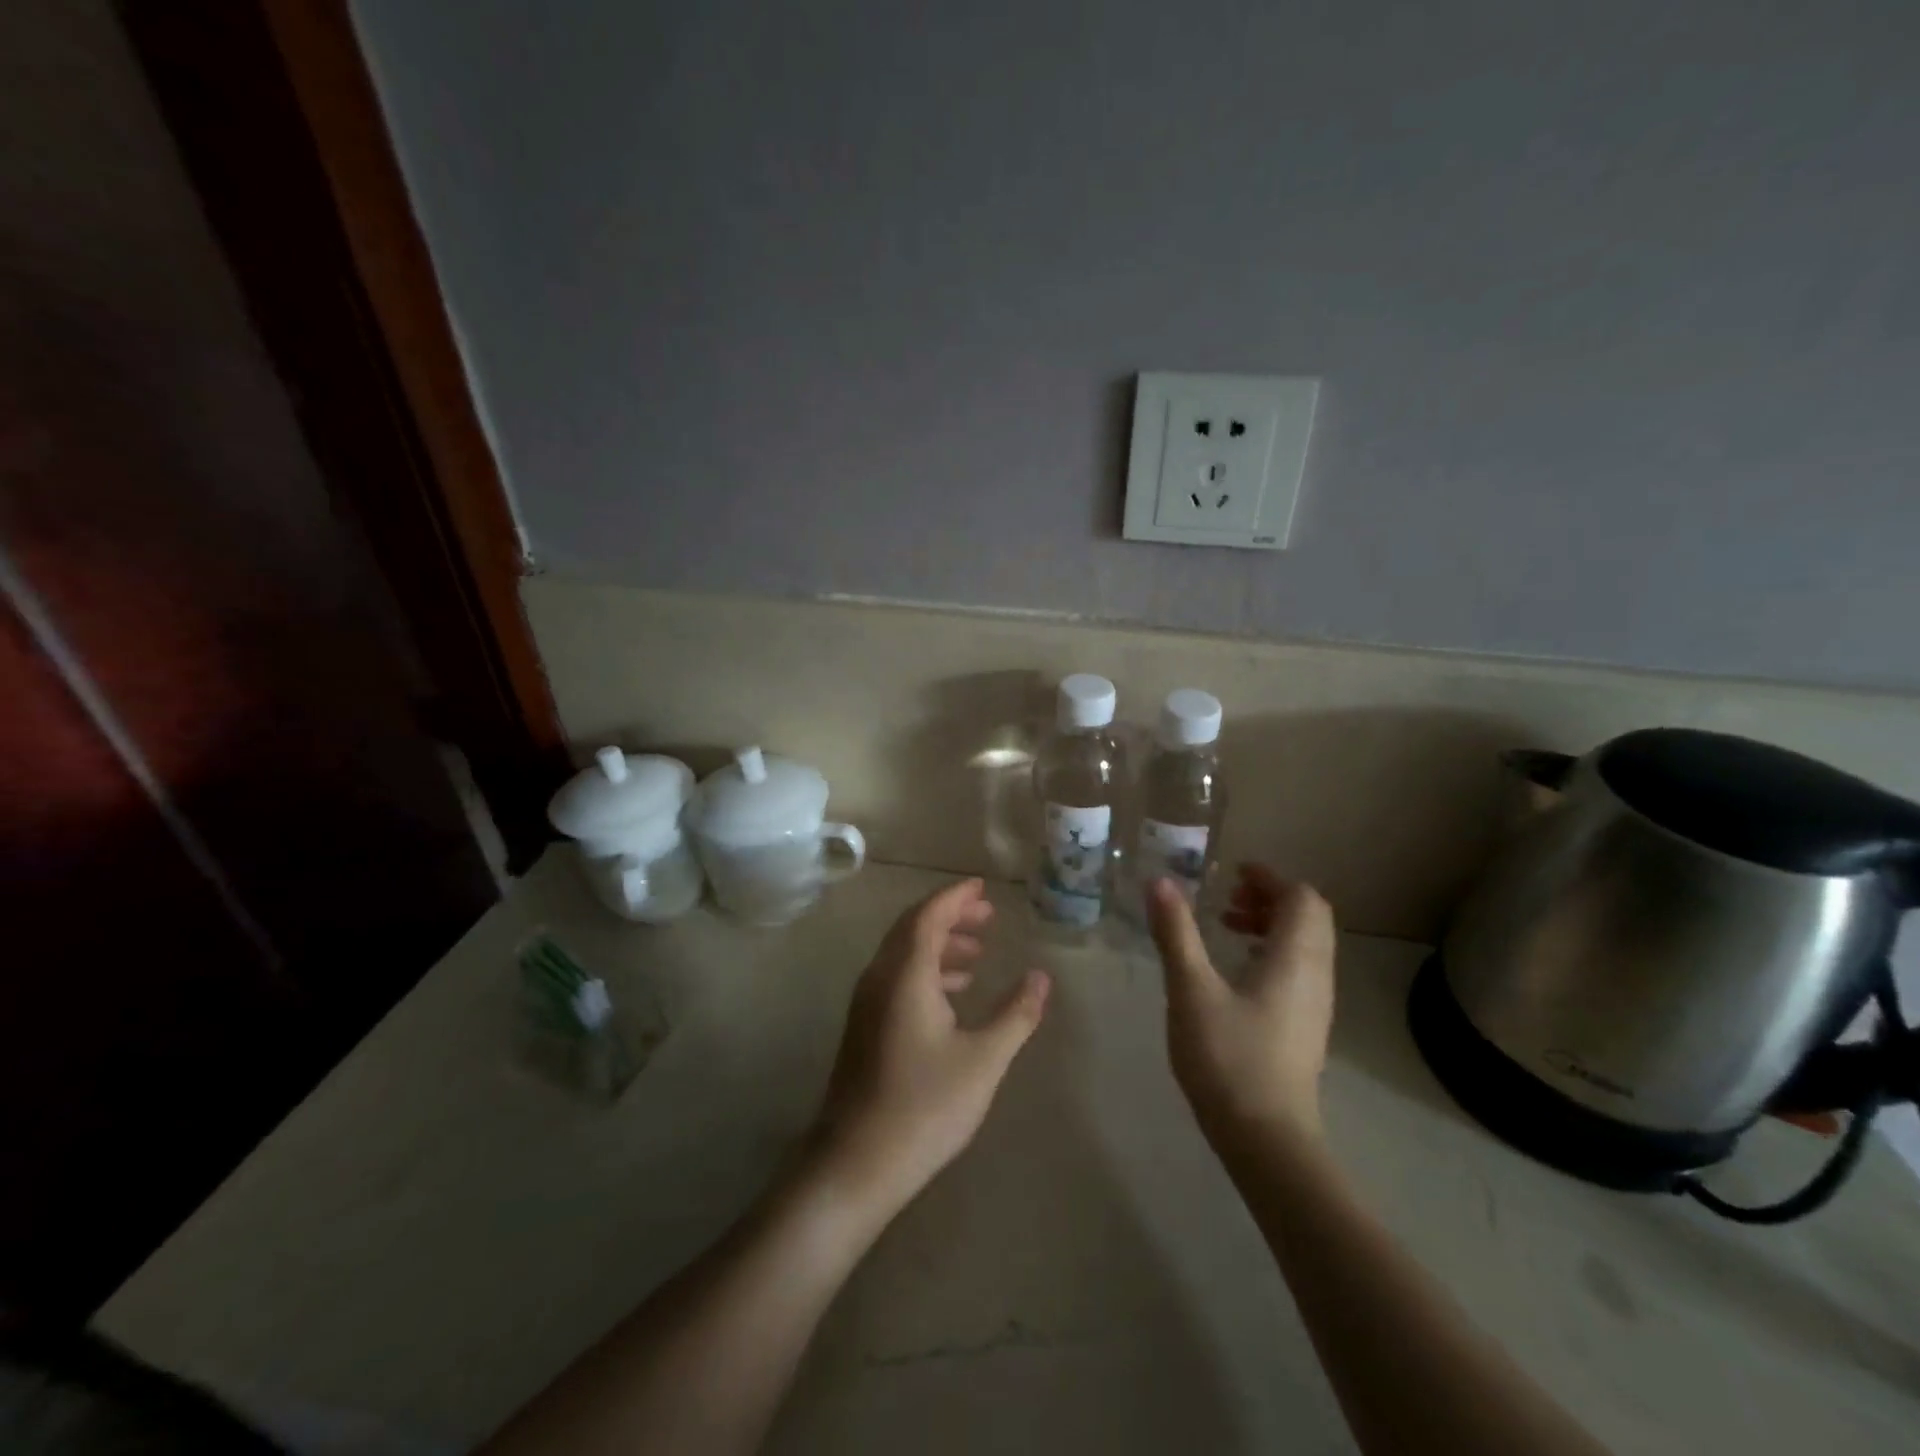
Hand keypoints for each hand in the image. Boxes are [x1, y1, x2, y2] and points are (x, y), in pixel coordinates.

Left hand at [809, 878, 1049, 1218]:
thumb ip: (1015, 1014)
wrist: (856, 1162)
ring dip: (939, 944)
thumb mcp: (983, 1060)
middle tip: (987, 917)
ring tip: (977, 954)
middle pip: (913, 928)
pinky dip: (926, 971)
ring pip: (903, 954)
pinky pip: (897, 978)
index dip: (955, 897)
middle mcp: (880, 978)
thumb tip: (1041, 977)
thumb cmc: (925, 1106)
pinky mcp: (864, 1027)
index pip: (928, 916)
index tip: (982, 887)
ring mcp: (867, 1003)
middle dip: (950, 916)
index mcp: (905, 974)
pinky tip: (953, 995)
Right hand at [1146, 865, 1336, 1147]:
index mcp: (1294, 958)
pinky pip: (1298, 970)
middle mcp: (1315, 975)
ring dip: (1271, 925)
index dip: (1270, 878)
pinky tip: (1236, 972)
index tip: (1232, 874)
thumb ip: (1176, 932)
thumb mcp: (1191, 989)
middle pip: (1309, 917)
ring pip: (1305, 945)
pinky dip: (1272, 952)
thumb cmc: (1228, 1057)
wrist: (1267, 1139)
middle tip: (1227, 899)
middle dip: (1270, 898)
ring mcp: (1315, 1004)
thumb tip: (1160, 882)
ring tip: (1227, 929)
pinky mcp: (1305, 1027)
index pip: (1301, 897)